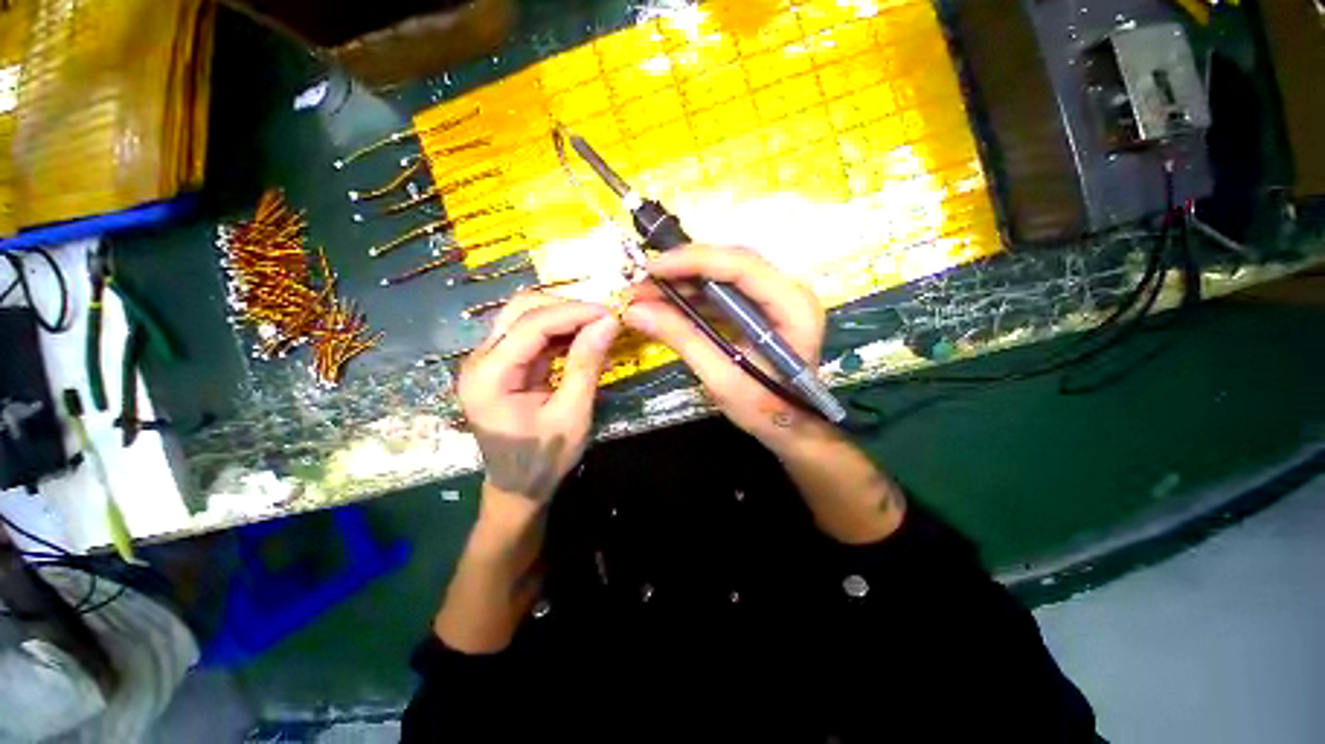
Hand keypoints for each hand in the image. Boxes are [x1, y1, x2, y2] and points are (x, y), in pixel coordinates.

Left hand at [458, 292, 619, 506]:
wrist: (517, 488)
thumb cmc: (543, 459)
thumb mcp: (571, 415)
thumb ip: (585, 366)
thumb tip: (608, 322)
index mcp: (489, 376)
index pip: (530, 324)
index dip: (573, 312)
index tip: (610, 313)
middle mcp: (480, 360)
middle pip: (522, 310)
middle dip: (566, 309)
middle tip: (604, 321)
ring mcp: (490, 360)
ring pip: (528, 317)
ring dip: (566, 319)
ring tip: (599, 330)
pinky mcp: (504, 365)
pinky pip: (534, 336)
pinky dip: (562, 334)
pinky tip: (585, 343)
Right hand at [623, 245, 831, 450]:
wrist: (790, 425)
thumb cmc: (766, 409)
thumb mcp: (722, 379)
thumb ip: (683, 340)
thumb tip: (636, 311)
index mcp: (792, 306)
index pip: (741, 266)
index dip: (694, 261)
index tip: (652, 268)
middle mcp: (787, 291)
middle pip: (729, 265)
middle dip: (681, 272)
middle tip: (640, 285)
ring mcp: (774, 298)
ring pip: (722, 277)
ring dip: (682, 285)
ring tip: (645, 296)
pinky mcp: (760, 308)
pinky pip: (722, 294)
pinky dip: (692, 298)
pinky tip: (666, 307)